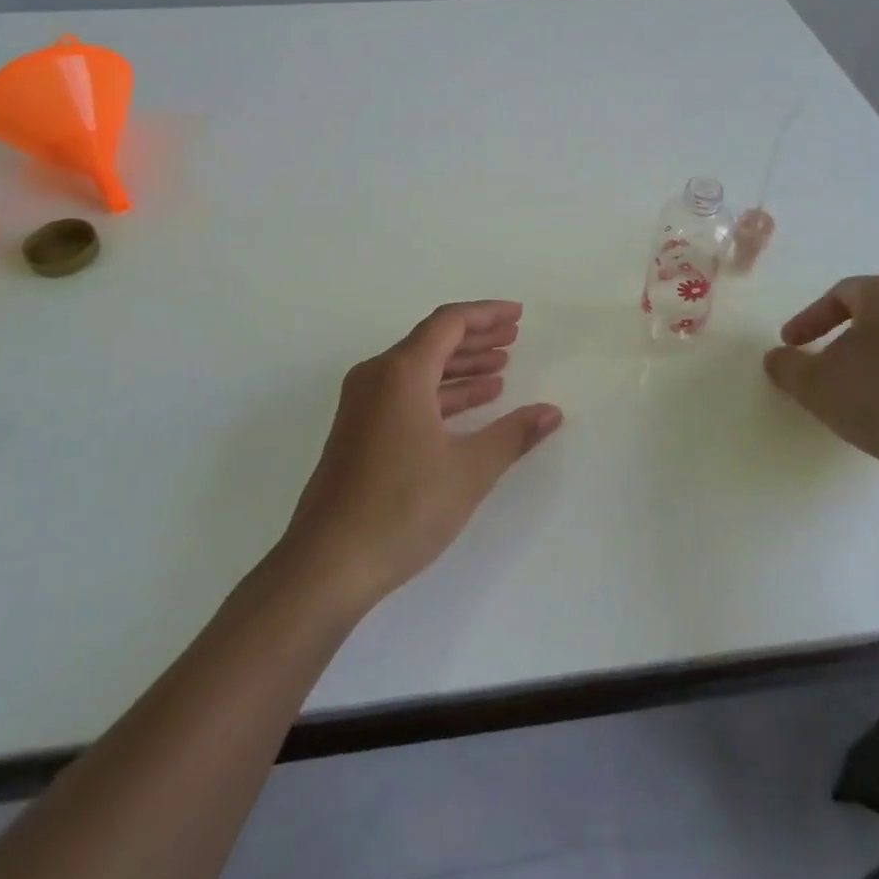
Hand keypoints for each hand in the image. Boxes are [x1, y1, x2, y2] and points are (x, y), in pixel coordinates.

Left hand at [281, 301, 562, 608]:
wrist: (327, 563)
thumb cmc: (402, 508)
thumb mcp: (469, 470)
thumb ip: (512, 435)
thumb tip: (551, 412)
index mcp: (400, 373)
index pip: (449, 323)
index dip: (487, 314)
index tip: (518, 316)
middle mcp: (376, 377)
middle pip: (432, 341)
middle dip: (476, 337)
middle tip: (514, 337)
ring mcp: (362, 405)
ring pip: (418, 369)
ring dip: (460, 366)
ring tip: (500, 369)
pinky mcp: (358, 431)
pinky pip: (405, 393)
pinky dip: (440, 392)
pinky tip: (470, 405)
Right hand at [763, 276, 878, 493]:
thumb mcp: (813, 384)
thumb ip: (786, 366)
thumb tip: (777, 358)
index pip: (841, 294)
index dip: (810, 318)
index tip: (791, 344)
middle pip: (876, 314)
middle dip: (843, 337)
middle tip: (822, 363)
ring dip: (873, 361)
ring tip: (855, 392)